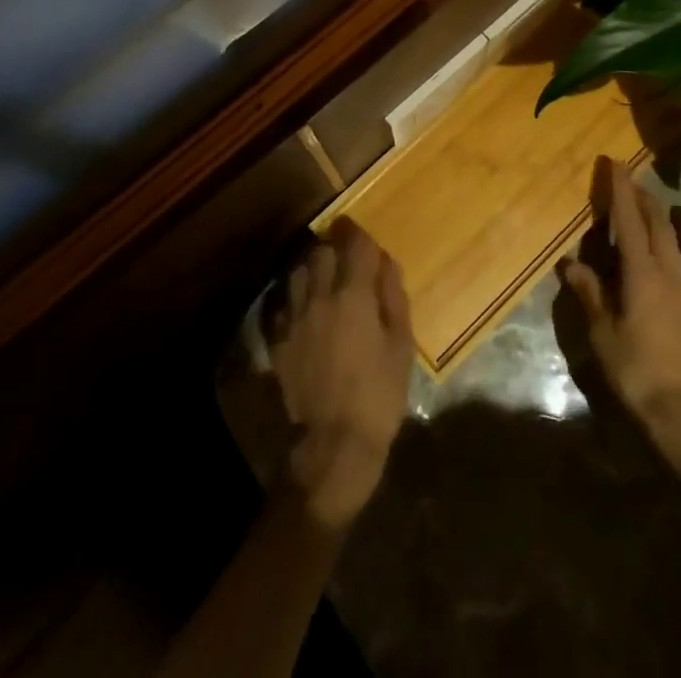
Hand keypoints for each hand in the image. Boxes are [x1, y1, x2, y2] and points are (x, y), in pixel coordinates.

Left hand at [267, 218, 413, 528]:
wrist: (334, 444)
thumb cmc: (379, 394)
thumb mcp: (401, 346)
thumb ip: (393, 297)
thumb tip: (387, 263)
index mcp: (353, 294)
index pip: (354, 244)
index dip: (360, 235)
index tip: (364, 235)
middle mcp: (319, 296)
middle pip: (321, 252)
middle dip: (335, 249)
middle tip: (347, 260)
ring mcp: (294, 317)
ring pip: (297, 272)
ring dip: (312, 269)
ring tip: (324, 281)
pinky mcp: (278, 340)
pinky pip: (284, 303)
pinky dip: (296, 297)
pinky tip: (307, 310)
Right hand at [560, 158, 680, 429]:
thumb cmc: (635, 371)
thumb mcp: (602, 334)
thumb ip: (590, 294)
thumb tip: (571, 263)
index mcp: (640, 275)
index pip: (628, 222)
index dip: (621, 190)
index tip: (614, 164)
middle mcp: (668, 272)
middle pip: (657, 224)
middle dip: (644, 197)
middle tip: (631, 179)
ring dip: (677, 217)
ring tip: (672, 205)